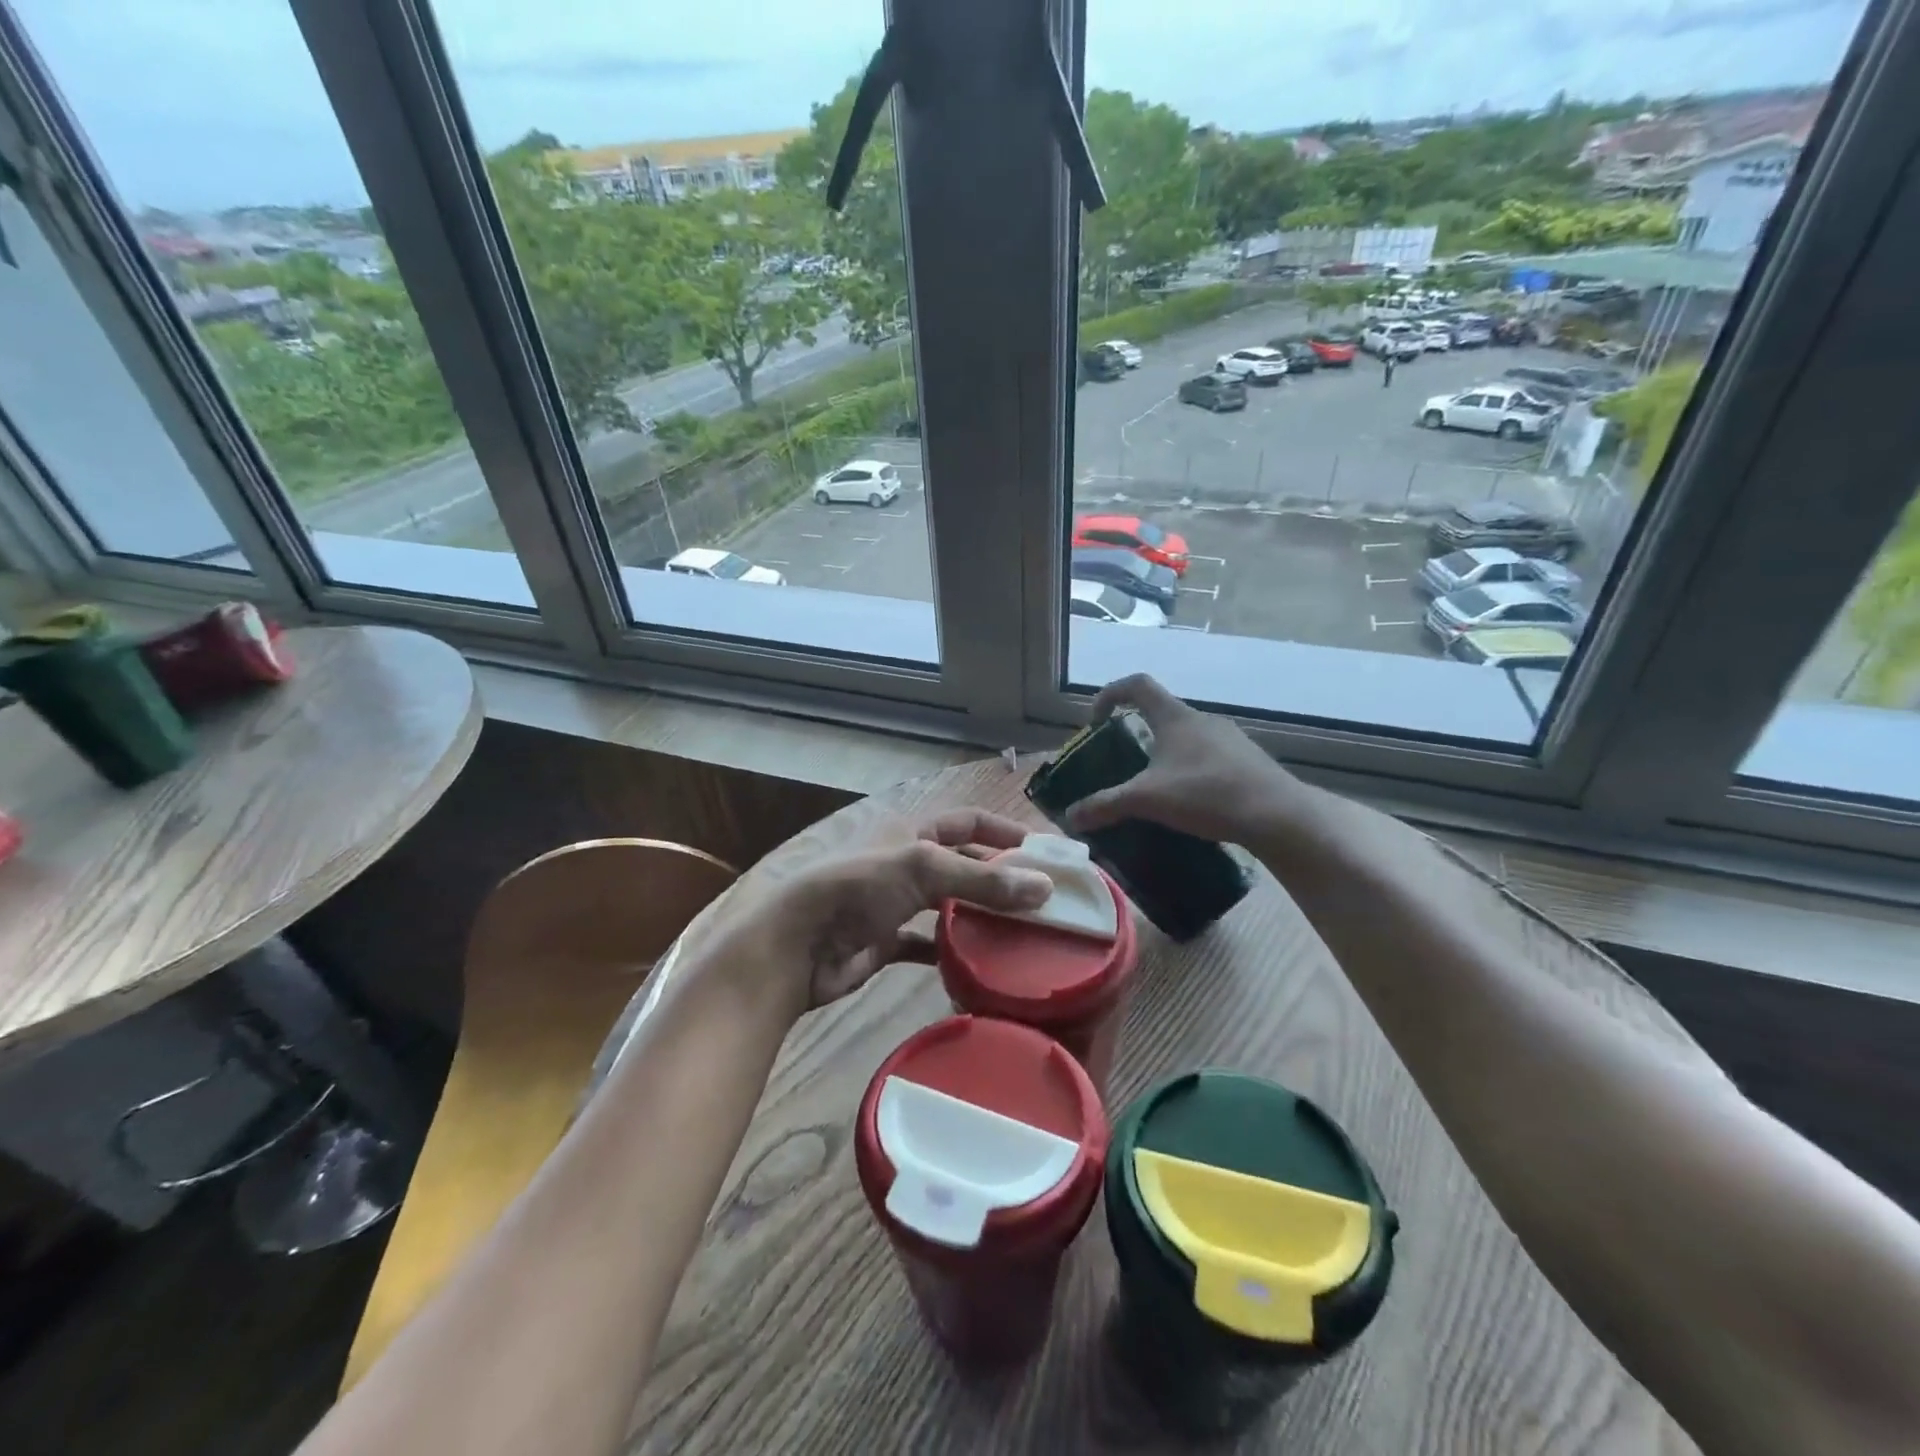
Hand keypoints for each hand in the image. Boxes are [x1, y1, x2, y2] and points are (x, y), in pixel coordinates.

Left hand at [740, 809, 1052, 1019]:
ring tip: (1024, 933)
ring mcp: (895, 903)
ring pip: (948, 904)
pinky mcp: (886, 941)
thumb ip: (983, 879)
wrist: (794, 946)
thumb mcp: (921, 869)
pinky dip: (952, 950)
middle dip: (999, 878)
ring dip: (980, 915)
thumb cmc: (856, 888)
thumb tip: (1045, 887)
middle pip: (962, 864)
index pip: (968, 822)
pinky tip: (981, 965)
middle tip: (1044, 901)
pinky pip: (928, 943)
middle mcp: (905, 862)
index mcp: (910, 831)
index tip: (1046, 853)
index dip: (1005, 831)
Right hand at [1066, 674, 1317, 848]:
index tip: (1096, 721)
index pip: (1136, 684)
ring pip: (1187, 736)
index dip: (1110, 694)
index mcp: (1174, 717)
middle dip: (1137, 731)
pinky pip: (1209, 756)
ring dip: (1166, 752)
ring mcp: (1229, 738)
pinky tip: (1190, 800)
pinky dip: (1191, 769)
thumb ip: (1105, 805)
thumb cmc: (1205, 794)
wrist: (1276, 814)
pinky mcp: (1247, 760)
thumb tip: (1069, 817)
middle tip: (1122, 761)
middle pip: (1161, 712)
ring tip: (1154, 785)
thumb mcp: (1146, 800)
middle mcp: (1202, 719)